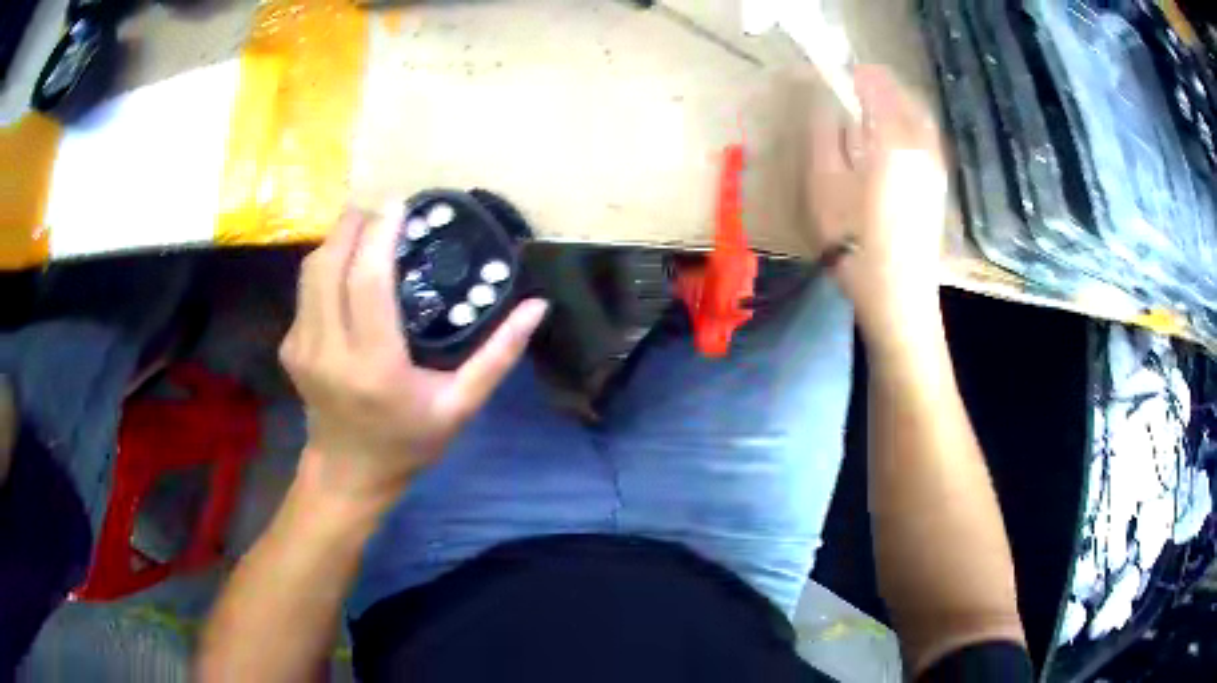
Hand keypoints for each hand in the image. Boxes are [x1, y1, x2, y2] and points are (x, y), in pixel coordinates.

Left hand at [279, 204, 547, 508]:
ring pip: (311, 271)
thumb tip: (537, 307)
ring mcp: (302, 348)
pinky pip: (305, 290)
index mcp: (374, 366)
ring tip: (367, 228)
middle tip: (384, 209)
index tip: (400, 204)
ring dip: (338, 240)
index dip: (381, 233)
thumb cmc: (408, 442)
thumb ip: (497, 356)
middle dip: (355, 224)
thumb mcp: (460, 406)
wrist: (348, 473)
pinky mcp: (290, 347)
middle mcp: (329, 351)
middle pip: (330, 263)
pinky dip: (328, 266)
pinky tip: (350, 266)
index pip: (368, 280)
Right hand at [806, 65, 947, 344]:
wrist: (898, 296)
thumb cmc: (853, 242)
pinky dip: (908, 122)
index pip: (876, 84)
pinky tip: (891, 139)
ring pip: (919, 114)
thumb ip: (825, 133)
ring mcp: (935, 164)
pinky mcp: (939, 182)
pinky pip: (926, 135)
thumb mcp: (824, 184)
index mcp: (892, 139)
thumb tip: (826, 100)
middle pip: (903, 94)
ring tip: (870, 111)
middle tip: (852, 89)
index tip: (835, 76)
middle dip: (878, 84)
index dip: (854, 74)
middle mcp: (921, 144)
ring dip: (895, 102)